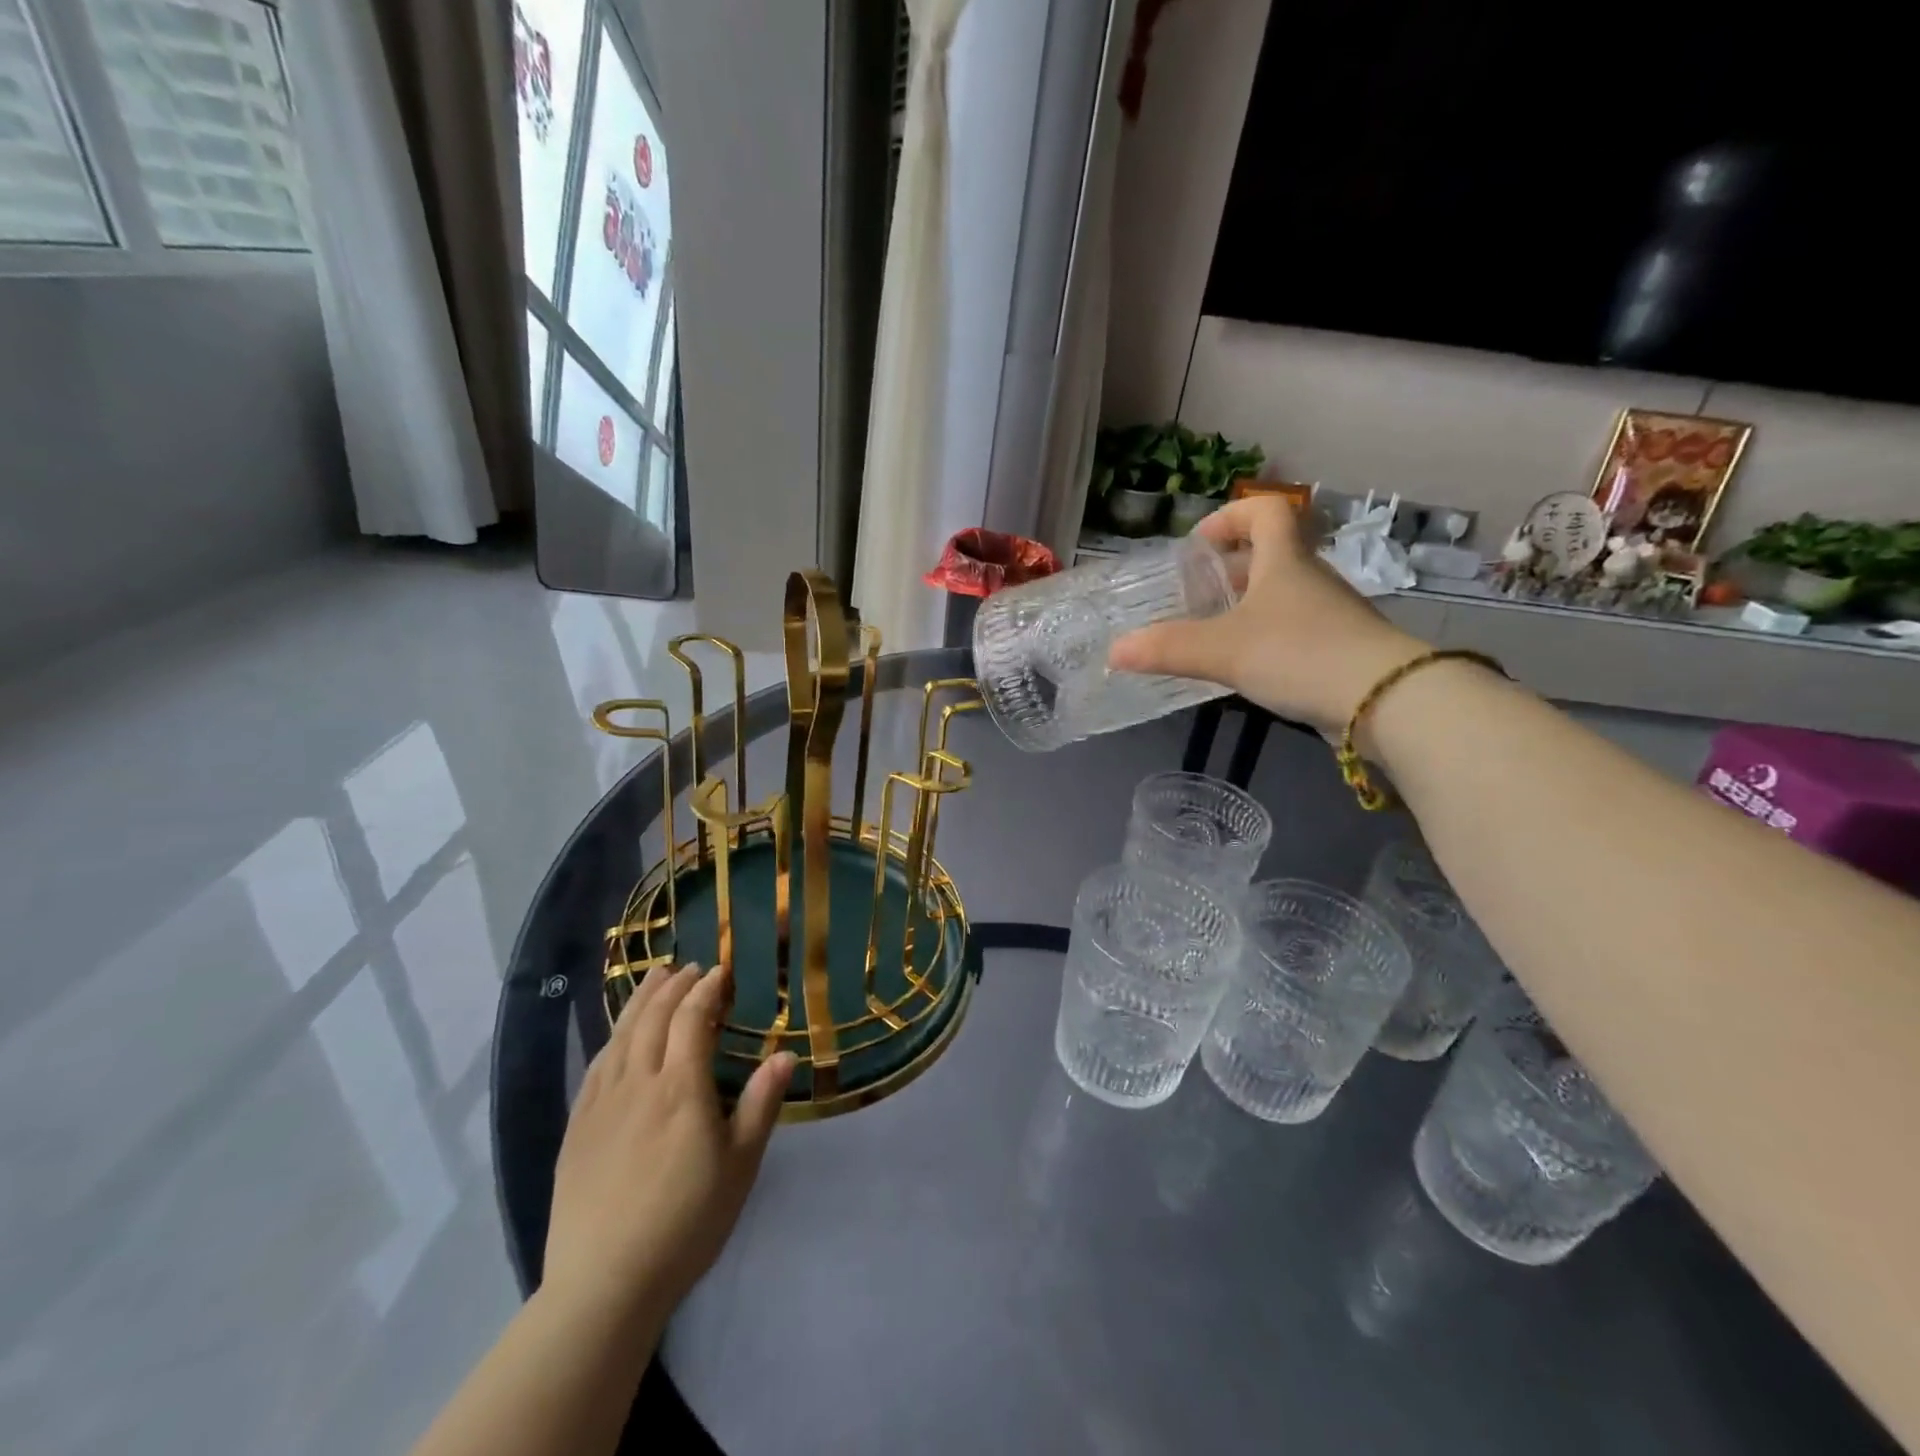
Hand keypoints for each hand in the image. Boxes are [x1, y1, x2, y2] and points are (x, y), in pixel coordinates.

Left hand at [541, 962, 796, 1328]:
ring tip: (655, 977)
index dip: (707, 990)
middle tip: (689, 966)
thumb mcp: (739, 1166)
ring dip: (640, 1001)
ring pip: (621, 1035)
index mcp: (680, 1088)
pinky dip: (612, 1037)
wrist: (604, 1284)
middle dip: (673, 985)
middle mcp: (638, 1083)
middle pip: (653, 1018)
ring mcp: (601, 1104)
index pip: (692, 1019)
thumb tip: (786, 1054)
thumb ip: (761, 1104)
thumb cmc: (686, 1223)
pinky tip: (618, 1036)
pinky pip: (596, 1066)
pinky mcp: (577, 1128)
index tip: (720, 972)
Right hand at [1109, 496, 1428, 734]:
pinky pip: (1297, 631)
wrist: (1385, 700)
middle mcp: (1312, 580)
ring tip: (1215, 634)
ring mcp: (1332, 615)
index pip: (1267, 512)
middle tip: (1198, 595)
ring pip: (1285, 596)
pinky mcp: (1342, 650)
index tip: (1201, 544)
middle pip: (1274, 556)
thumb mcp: (1223, 650)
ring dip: (1250, 606)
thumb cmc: (1299, 654)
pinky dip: (1269, 638)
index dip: (1232, 518)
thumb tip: (1114, 652)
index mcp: (1286, 561)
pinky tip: (1249, 668)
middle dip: (1232, 569)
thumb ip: (1168, 649)